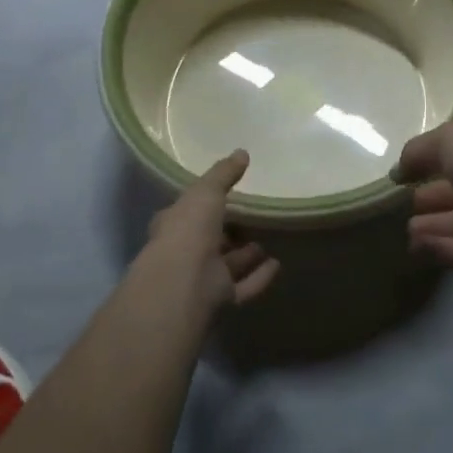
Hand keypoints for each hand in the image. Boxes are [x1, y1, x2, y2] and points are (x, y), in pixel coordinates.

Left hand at [142, 151, 279, 311]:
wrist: (183, 283)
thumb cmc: (188, 230)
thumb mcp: (206, 191)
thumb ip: (223, 174)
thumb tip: (242, 152)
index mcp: (174, 225)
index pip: (188, 213)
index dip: (205, 205)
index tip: (228, 196)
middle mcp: (184, 254)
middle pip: (209, 241)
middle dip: (229, 232)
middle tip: (253, 219)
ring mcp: (201, 279)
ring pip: (227, 265)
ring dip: (245, 255)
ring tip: (268, 241)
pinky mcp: (219, 300)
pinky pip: (243, 286)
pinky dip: (259, 276)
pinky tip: (278, 265)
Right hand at [393, 116, 452, 303]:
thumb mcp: (451, 140)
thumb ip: (421, 151)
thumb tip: (400, 170)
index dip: (438, 155)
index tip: (407, 169)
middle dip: (436, 193)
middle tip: (402, 203)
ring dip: (437, 224)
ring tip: (404, 231)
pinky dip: (446, 248)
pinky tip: (418, 250)